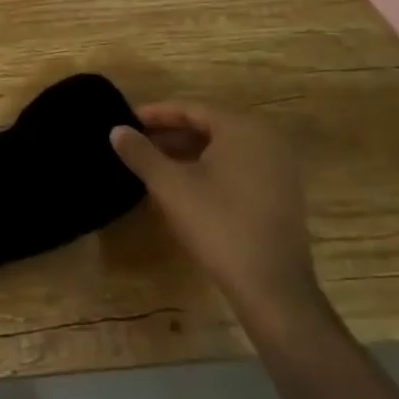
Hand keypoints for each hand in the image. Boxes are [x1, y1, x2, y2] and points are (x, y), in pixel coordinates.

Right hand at [110, 103, 321, 330]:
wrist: (274, 290)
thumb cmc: (219, 226)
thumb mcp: (171, 187)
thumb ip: (141, 153)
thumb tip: (116, 130)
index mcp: (242, 128)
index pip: (191, 109)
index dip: (156, 114)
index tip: (127, 121)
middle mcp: (266, 140)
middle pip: (209, 127)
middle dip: (170, 134)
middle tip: (137, 142)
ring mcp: (279, 169)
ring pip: (223, 150)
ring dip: (188, 153)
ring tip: (154, 163)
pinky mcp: (282, 195)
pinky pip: (238, 168)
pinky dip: (210, 170)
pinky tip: (185, 186)